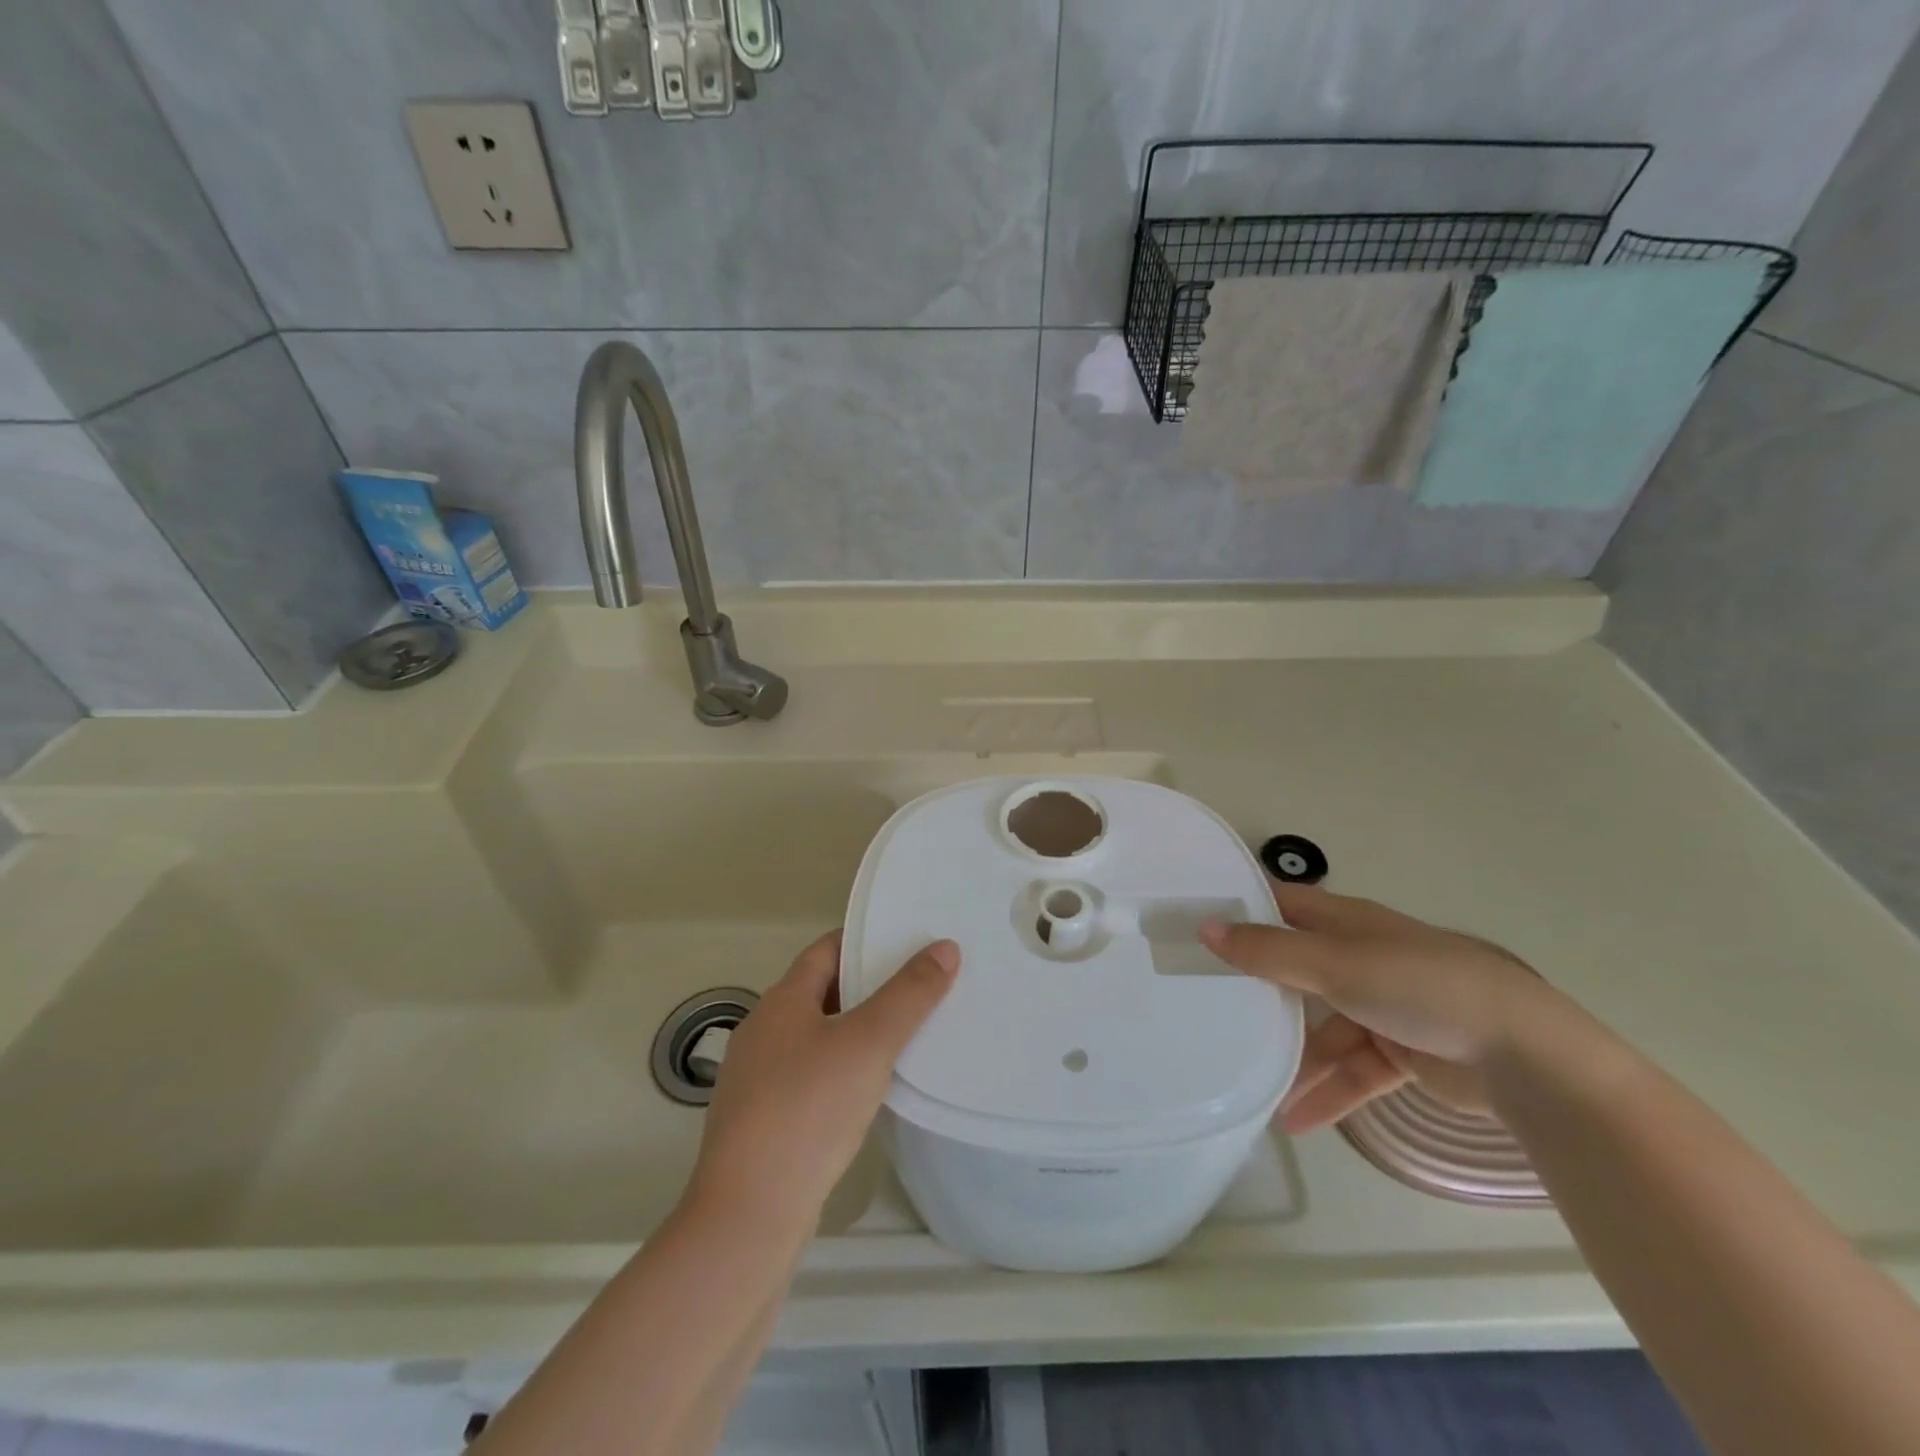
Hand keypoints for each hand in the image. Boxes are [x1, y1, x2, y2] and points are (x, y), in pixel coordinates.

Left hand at [688, 931, 957, 1230]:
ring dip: (857, 1030)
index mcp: (781, 1000)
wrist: (749, 1214)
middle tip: (921, 986)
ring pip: (818, 1036)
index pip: (827, 949)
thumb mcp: (869, 1044)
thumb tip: (945, 947)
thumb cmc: (808, 1111)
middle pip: (823, 991)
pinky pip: (811, 1075)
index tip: (909, 942)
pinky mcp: (763, 1119)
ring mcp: (758, 1078)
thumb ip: (909, 994)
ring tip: (907, 1034)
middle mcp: (763, 1030)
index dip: (867, 940)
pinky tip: (870, 1089)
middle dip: (869, 986)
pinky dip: (842, 1069)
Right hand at [1199, 884, 1557, 1133]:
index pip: (1281, 906)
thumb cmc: (1424, 988)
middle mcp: (1361, 957)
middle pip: (1296, 967)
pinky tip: (1297, 1123)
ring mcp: (1383, 1005)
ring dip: (1294, 1058)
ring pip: (1323, 1028)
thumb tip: (1204, 927)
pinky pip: (1353, 1070)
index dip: (1240, 912)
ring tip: (1254, 1088)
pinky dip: (1329, 1092)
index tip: (1193, 927)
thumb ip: (1270, 951)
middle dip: (1257, 987)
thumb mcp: (1338, 966)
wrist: (1529, 1058)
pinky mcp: (1404, 1051)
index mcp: (1347, 923)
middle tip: (1205, 1003)